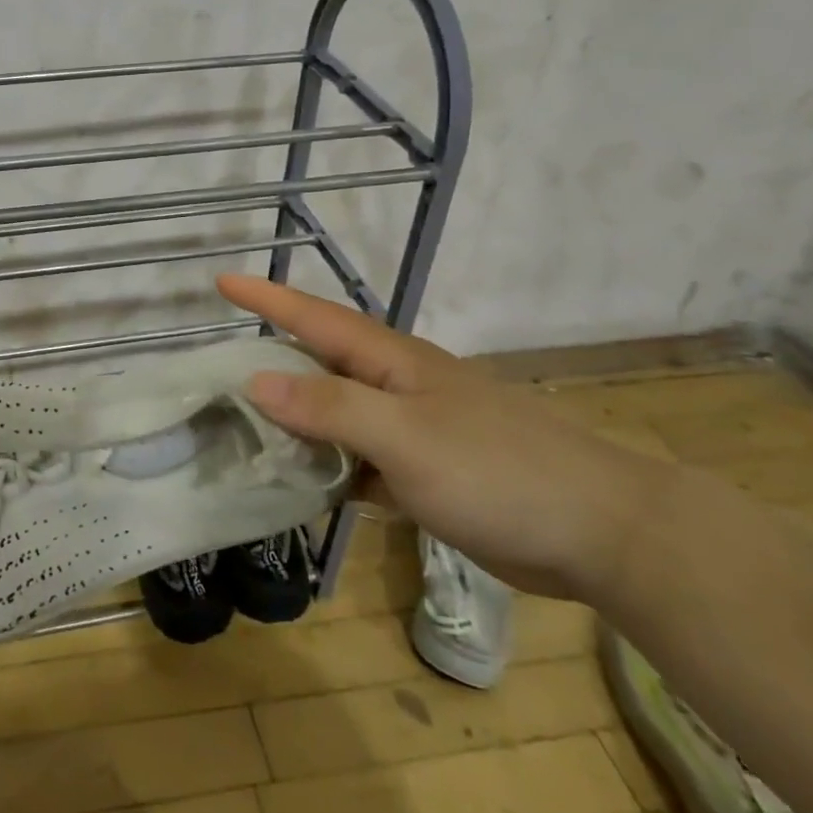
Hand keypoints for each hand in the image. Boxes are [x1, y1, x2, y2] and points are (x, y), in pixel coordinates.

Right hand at [218, 275, 661, 601]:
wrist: (600, 531)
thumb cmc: (497, 468)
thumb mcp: (404, 435)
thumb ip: (329, 408)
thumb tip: (255, 381)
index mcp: (389, 360)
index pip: (313, 317)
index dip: (266, 297)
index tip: (219, 281)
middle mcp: (393, 387)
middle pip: (317, 366)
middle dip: (267, 362)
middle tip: (212, 373)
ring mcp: (410, 431)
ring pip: (334, 417)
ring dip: (292, 422)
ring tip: (239, 431)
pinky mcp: (423, 474)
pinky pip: (356, 462)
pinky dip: (326, 469)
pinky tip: (299, 487)